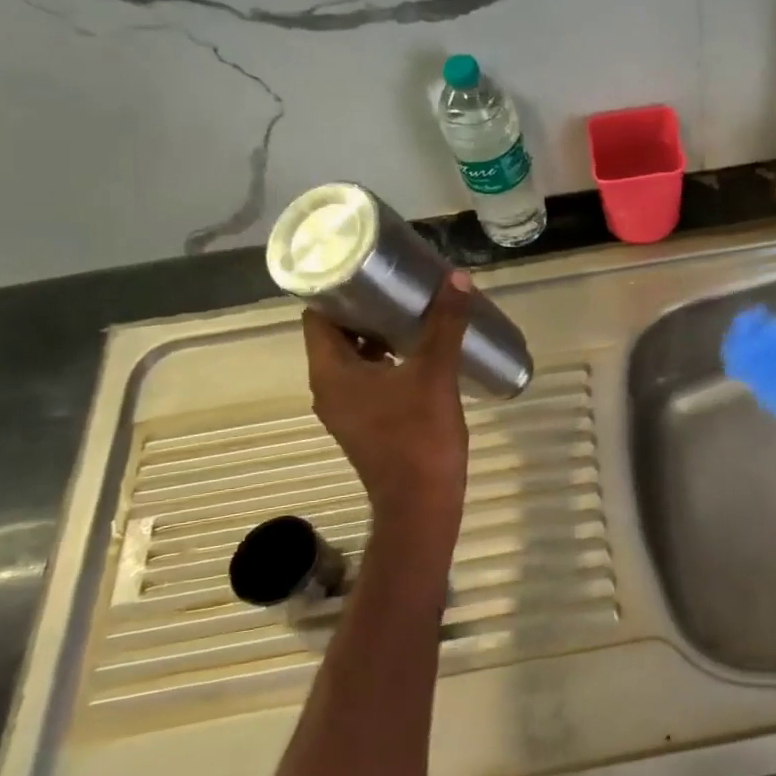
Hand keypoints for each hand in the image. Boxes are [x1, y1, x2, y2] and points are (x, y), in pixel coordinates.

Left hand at [301, 272, 471, 523]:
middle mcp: (329, 389)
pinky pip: (368, 381)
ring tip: (414, 315)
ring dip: (378, 337)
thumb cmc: (419, 437)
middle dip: (365, 311)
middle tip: (400, 288)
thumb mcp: (435, 374)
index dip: (339, 291)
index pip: (318, 317)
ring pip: (354, 360)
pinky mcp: (366, 425)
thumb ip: (445, 325)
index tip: (370, 271)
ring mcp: (346, 411)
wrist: (421, 505)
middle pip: (336, 336)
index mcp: (331, 373)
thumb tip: (457, 278)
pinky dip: (386, 363)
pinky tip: (420, 355)